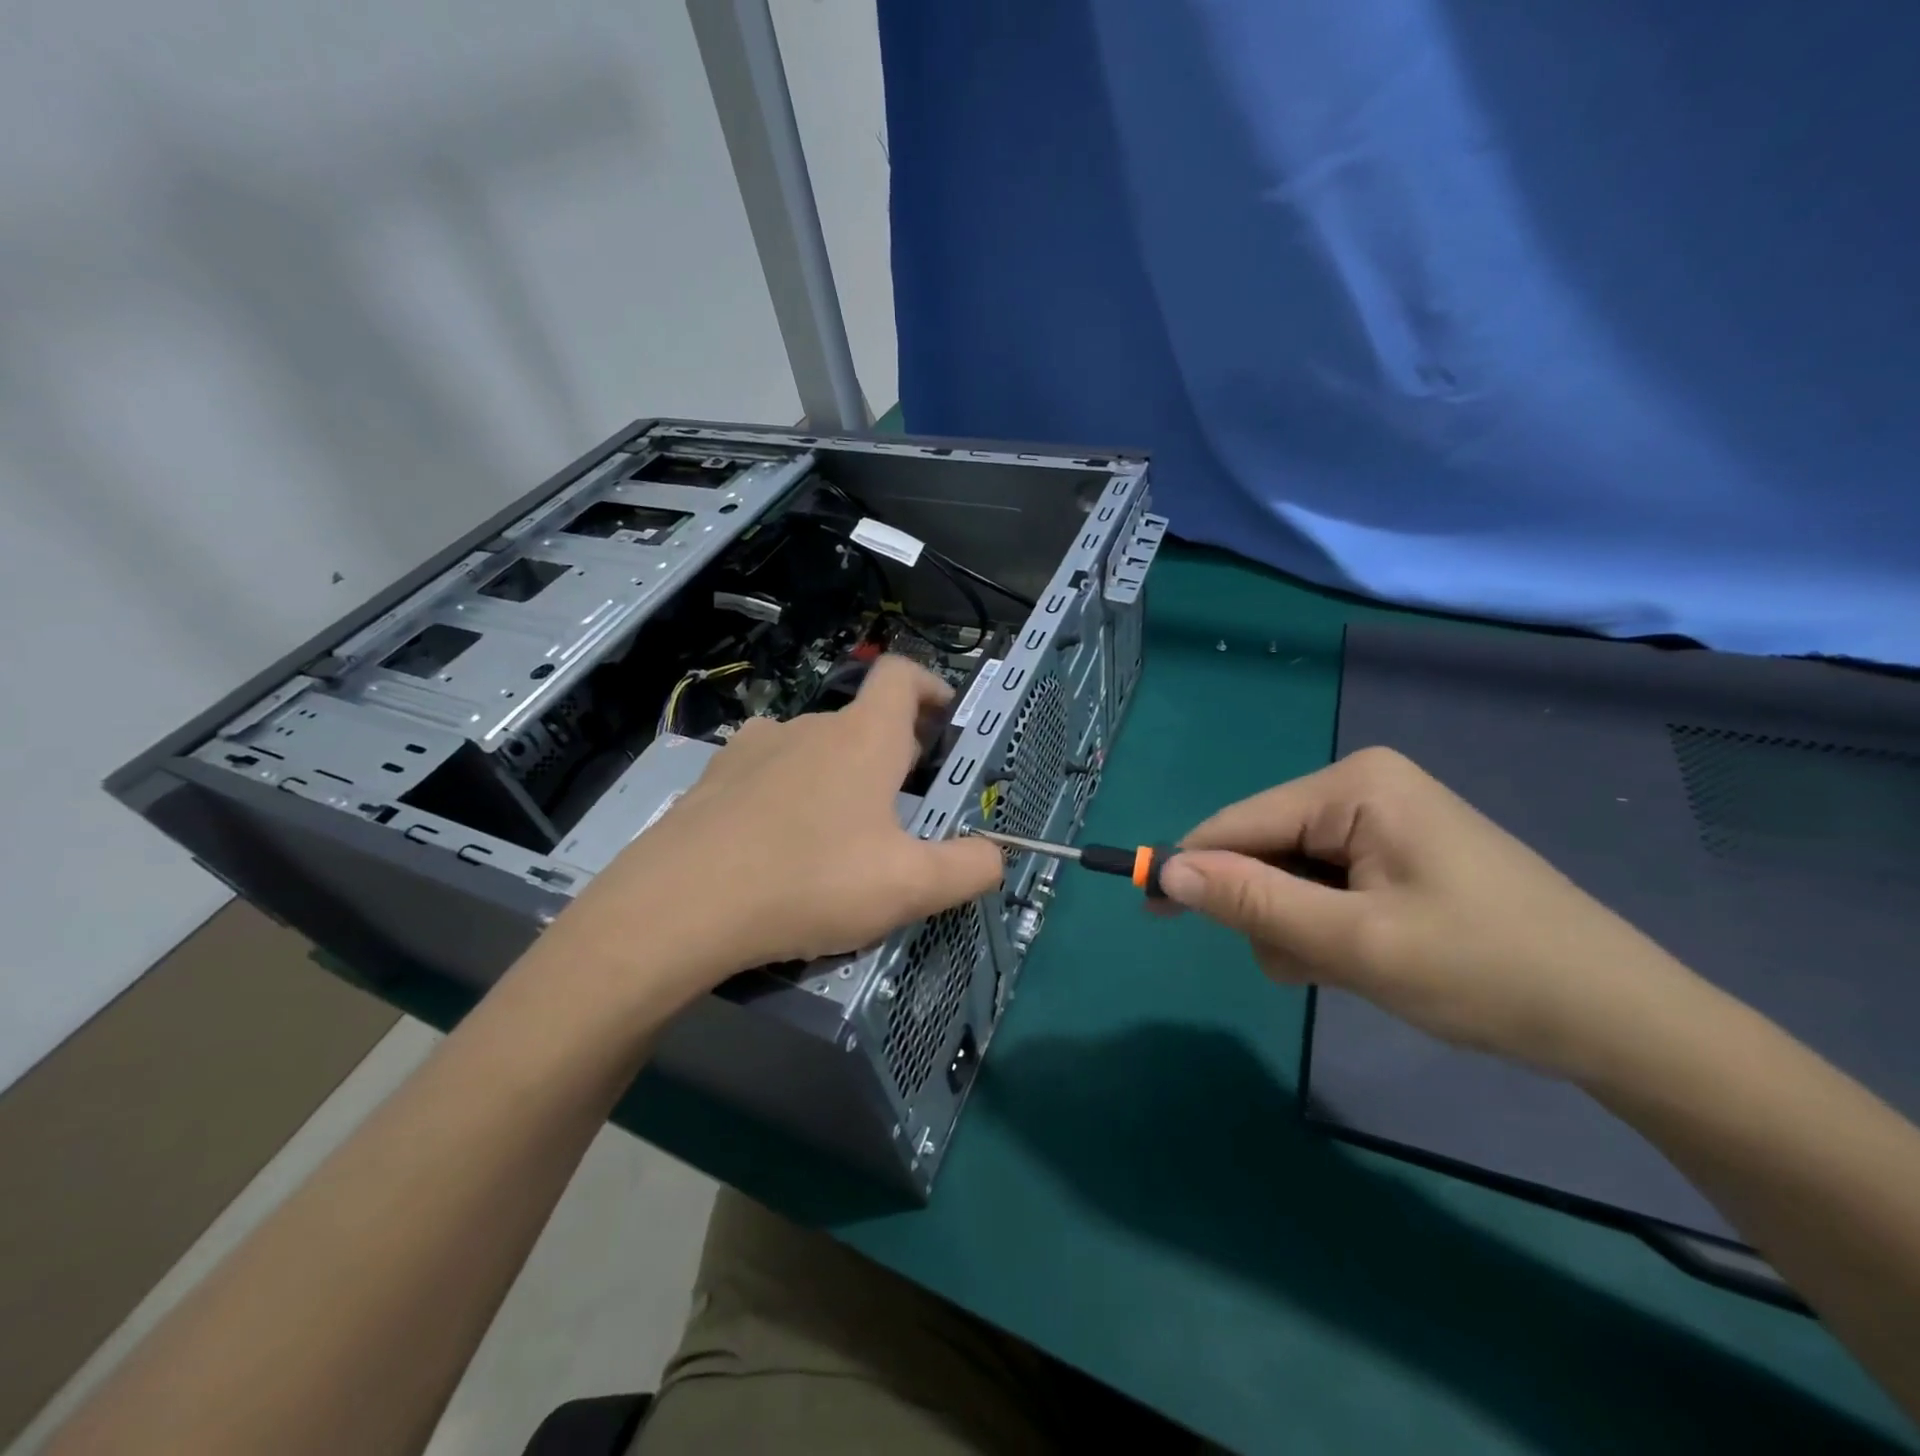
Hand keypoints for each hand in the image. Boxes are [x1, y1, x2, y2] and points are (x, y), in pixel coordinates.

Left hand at [542, 656, 1004, 1009]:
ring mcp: (755, 748)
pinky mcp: (714, 778)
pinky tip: (779, 837)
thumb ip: (968, 868)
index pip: (902, 674)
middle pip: (863, 719)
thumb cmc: (812, 882)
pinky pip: (768, 770)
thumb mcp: (910, 887)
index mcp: (863, 738)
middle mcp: (810, 726)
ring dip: (838, 772)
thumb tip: (996, 856)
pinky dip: (788, 790)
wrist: (682, 906)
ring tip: (839, 828)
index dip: (930, 684)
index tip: (945, 716)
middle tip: (904, 804)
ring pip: (814, 746)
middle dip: (892, 751)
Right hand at [1159, 747, 1695, 1074]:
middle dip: (1267, 910)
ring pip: (1290, 873)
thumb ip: (1253, 901)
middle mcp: (1364, 788)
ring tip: (1345, 969)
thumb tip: (1166, 869)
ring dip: (1296, 926)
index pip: (1240, 823)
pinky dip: (1324, 926)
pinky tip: (1362, 957)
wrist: (1624, 1023)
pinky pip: (1326, 883)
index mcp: (1354, 786)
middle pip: (1264, 847)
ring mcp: (1384, 820)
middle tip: (1304, 966)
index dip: (1191, 868)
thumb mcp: (1355, 943)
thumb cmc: (1488, 972)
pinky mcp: (1398, 853)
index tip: (1152, 912)